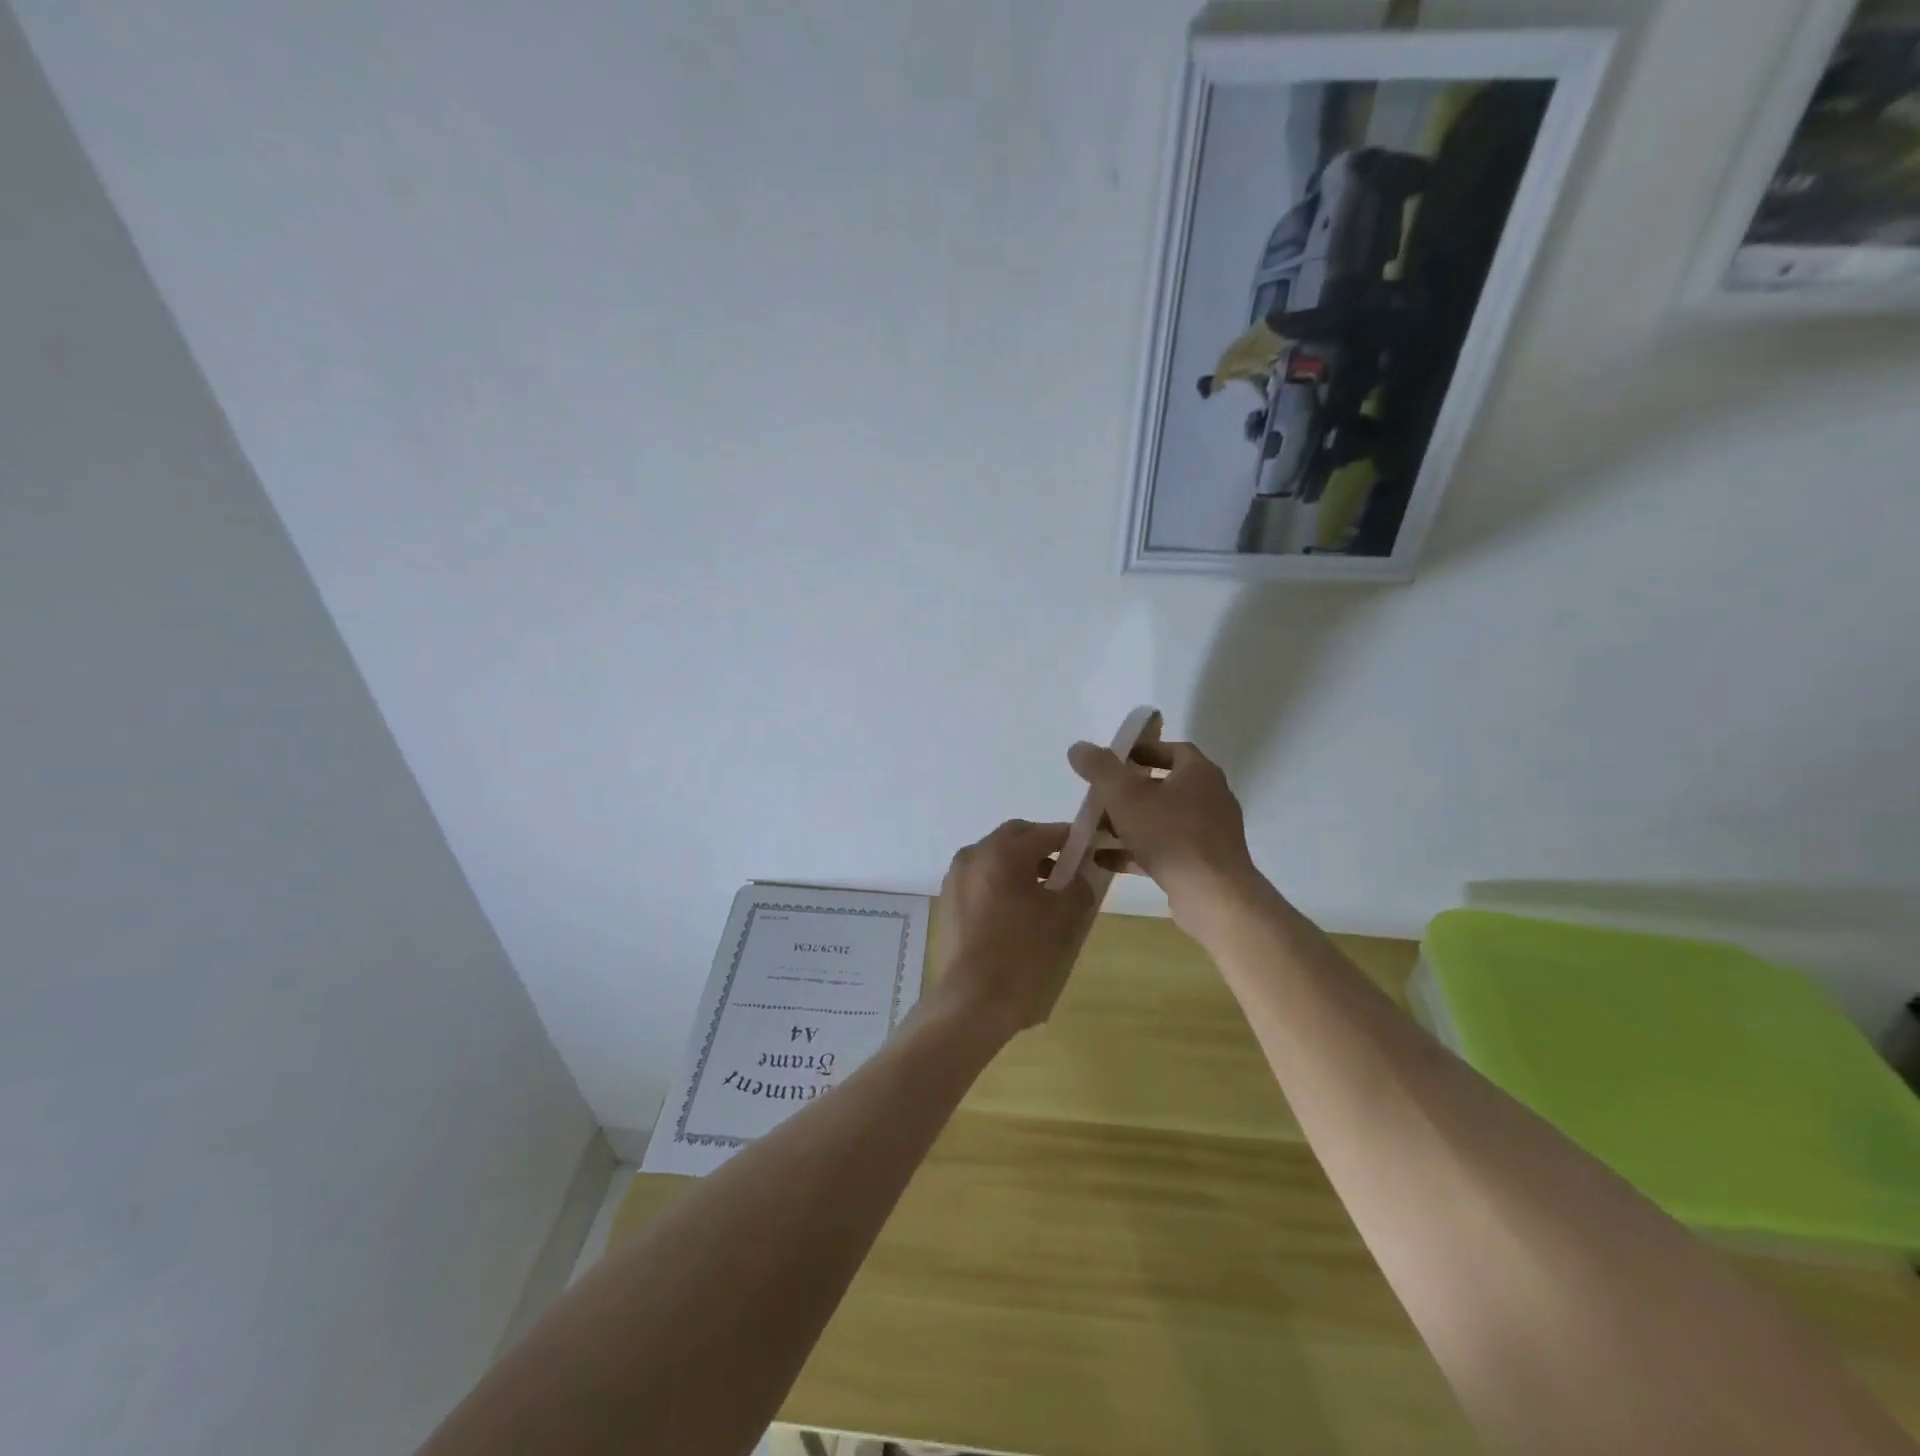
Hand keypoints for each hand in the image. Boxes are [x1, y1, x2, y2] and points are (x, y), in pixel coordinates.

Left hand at [926, 820, 1096, 1038]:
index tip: (1088, 850)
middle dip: (1041, 848)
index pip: (1043, 832)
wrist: (972, 1001)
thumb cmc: (1023, 954)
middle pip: (1013, 839)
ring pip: (994, 861)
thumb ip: (1078, 886)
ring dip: (1019, 868)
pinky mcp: (947, 905)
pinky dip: (1000, 887)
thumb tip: (1079, 876)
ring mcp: (955, 880)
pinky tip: (1016, 916)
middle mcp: (973, 856)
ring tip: (1044, 897)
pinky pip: (980, 882)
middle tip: (1066, 871)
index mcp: (1001, 852)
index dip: (1069, 838)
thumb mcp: (1064, 918)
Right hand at [1066, 738, 1260, 932]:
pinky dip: (1136, 851)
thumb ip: (1100, 769)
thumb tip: (1078, 747)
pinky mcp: (1203, 863)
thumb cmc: (1170, 835)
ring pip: (1162, 820)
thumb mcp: (1125, 796)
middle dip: (1129, 791)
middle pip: (1165, 786)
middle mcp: (1210, 798)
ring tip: (1095, 830)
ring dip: (1129, 823)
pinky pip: (1164, 849)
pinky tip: (1104, 860)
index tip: (1115, 759)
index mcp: (1199, 773)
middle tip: (1099, 795)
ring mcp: (1208, 833)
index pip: (1173, 750)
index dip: (1143, 751)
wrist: (1213, 896)